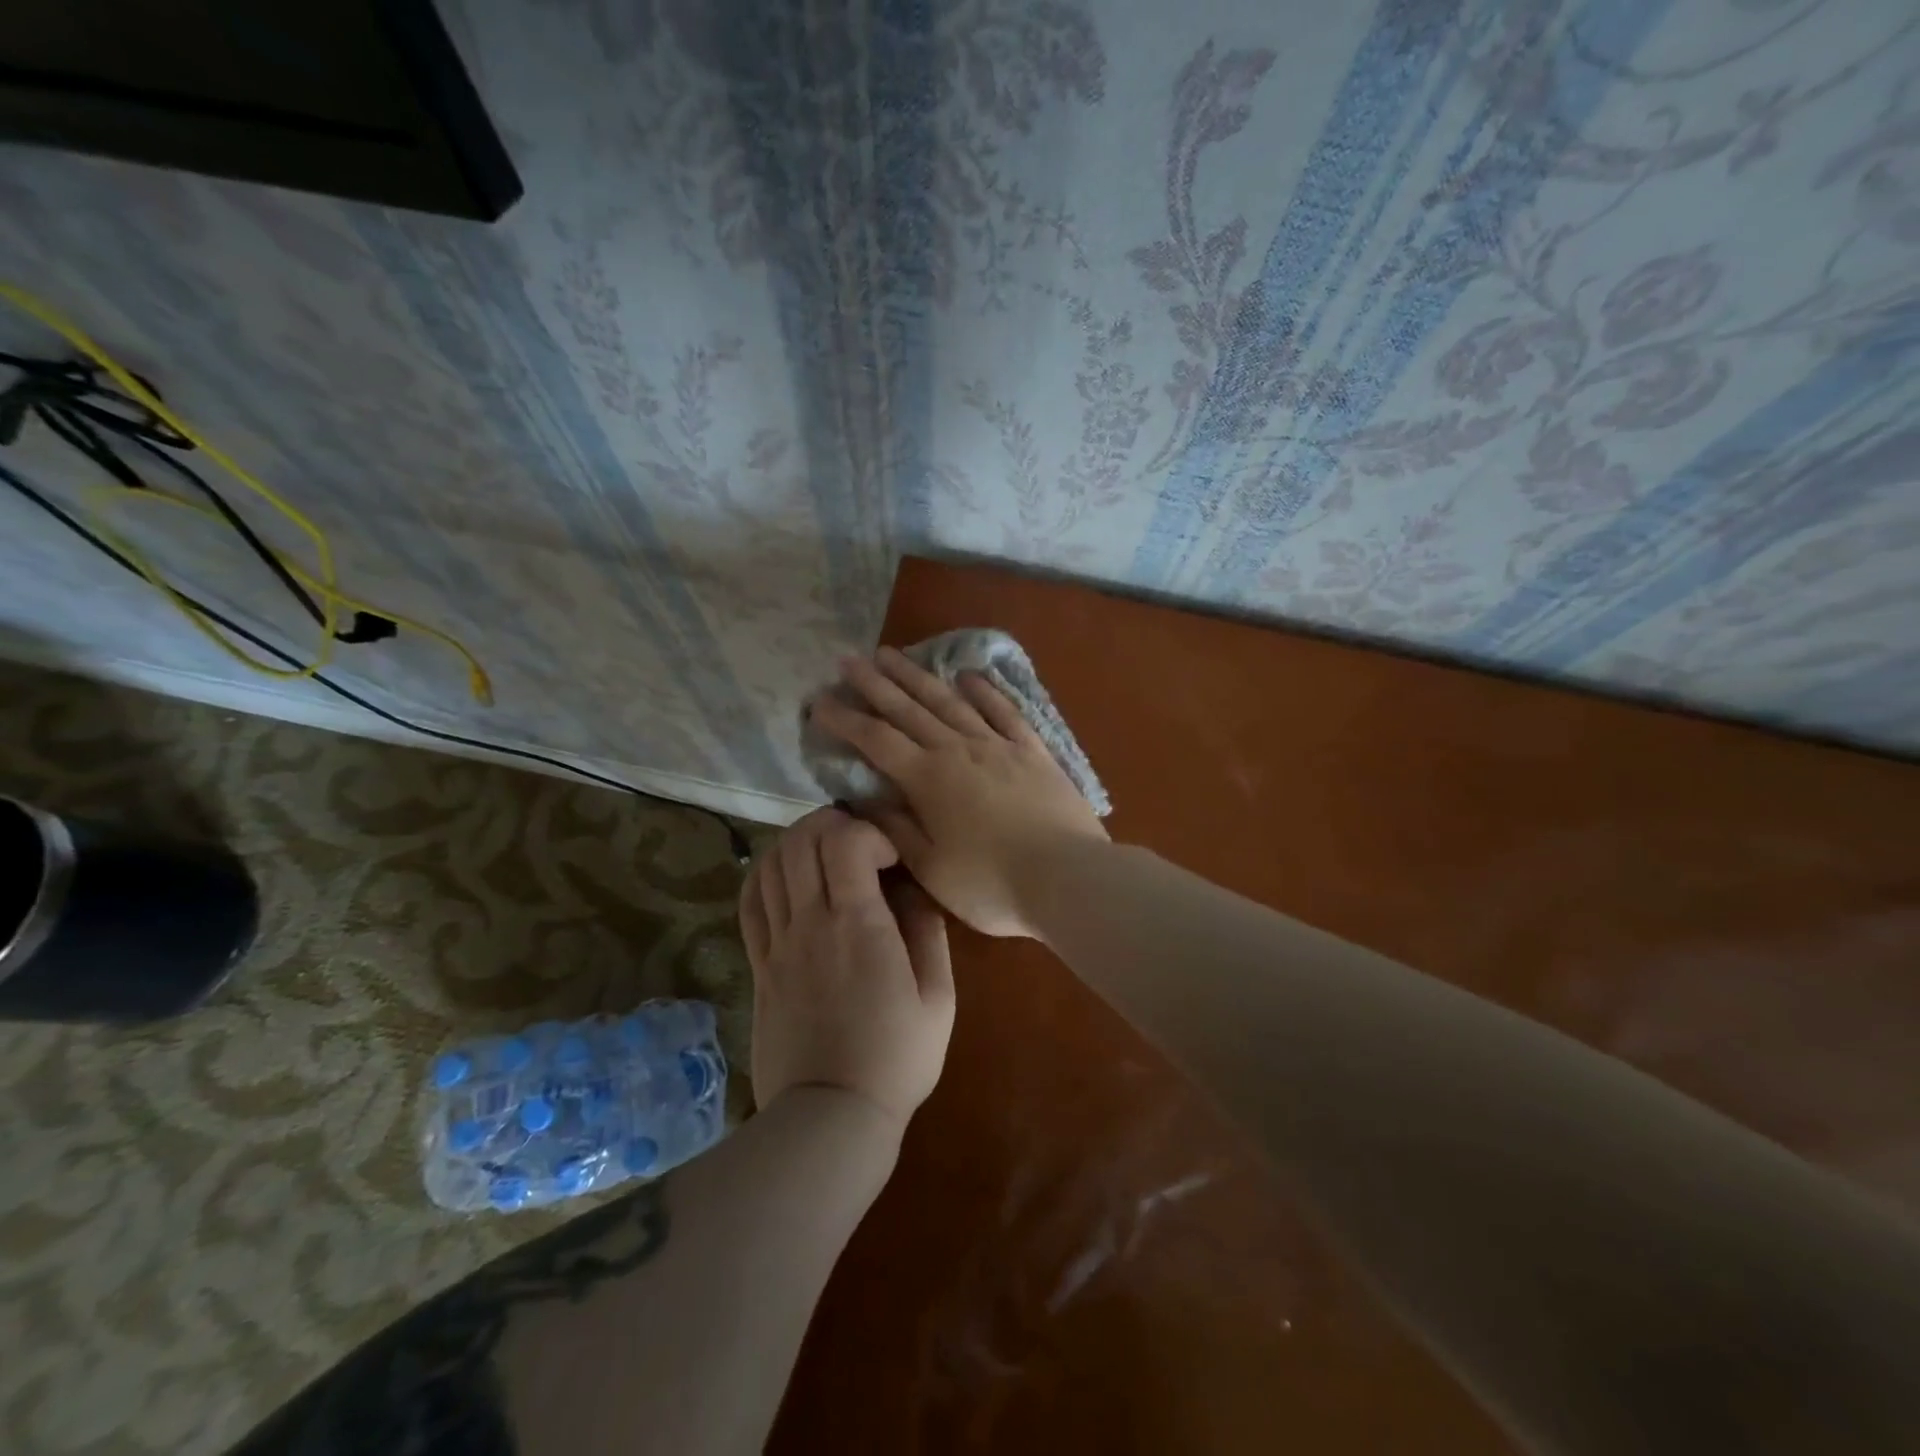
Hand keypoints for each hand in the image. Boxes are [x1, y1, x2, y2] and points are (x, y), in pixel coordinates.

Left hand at [739, 807, 954, 1131]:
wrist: (831, 1116)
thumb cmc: (897, 1058)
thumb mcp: (939, 997)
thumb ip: (928, 931)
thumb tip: (914, 887)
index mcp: (858, 925)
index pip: (844, 840)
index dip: (870, 831)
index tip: (892, 856)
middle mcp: (810, 922)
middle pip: (802, 840)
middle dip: (833, 823)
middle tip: (860, 841)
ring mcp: (777, 943)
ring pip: (770, 863)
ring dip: (798, 843)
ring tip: (826, 854)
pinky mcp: (758, 964)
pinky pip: (749, 901)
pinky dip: (765, 873)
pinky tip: (788, 877)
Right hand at [808, 647, 1107, 937]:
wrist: (1068, 878)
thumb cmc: (991, 884)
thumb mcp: (931, 868)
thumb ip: (896, 829)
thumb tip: (864, 800)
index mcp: (928, 780)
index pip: (876, 741)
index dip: (845, 720)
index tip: (820, 701)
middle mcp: (958, 750)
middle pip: (908, 709)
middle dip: (875, 684)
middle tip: (849, 660)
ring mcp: (998, 746)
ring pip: (950, 702)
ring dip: (918, 677)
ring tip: (894, 655)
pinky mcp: (1033, 751)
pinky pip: (1004, 711)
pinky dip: (985, 691)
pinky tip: (969, 676)